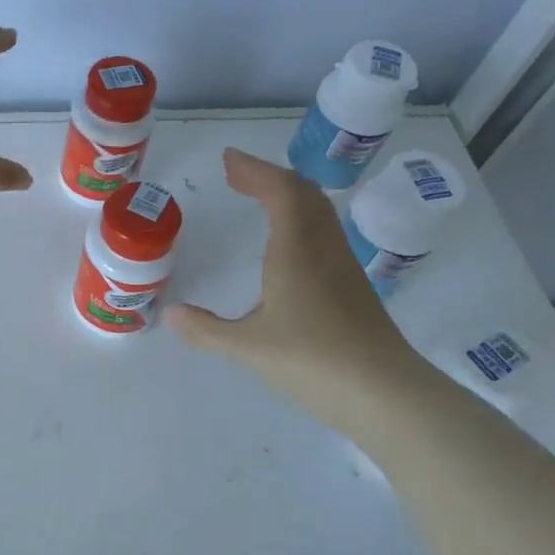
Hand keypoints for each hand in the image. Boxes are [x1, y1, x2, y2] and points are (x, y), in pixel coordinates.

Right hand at [166, 149, 429, 430]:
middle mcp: (323, 249)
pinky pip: (324, 234)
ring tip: (260, 199)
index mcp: (296, 250)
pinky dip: (300, 220)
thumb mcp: (247, 347)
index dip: (255, 170)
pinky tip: (287, 246)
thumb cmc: (312, 362)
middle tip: (238, 175)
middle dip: (269, 177)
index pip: (280, 191)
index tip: (228, 160)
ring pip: (319, 213)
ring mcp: (343, 267)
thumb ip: (205, 330)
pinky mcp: (354, 287)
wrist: (385, 394)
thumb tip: (169, 314)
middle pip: (304, 194)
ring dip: (288, 196)